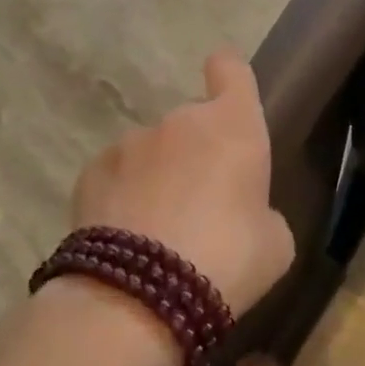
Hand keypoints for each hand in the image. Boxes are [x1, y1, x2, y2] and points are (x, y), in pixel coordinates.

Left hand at [70, 49, 294, 317]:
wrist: (139, 296)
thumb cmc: (228, 260)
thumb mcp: (274, 243)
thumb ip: (261, 212)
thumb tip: (244, 212)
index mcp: (233, 126)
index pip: (231, 69)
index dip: (230, 75)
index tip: (227, 90)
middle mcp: (179, 122)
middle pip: (192, 122)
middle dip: (197, 152)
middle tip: (202, 204)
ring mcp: (129, 144)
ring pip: (152, 152)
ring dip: (159, 176)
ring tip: (159, 232)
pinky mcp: (90, 172)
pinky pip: (117, 176)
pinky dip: (123, 196)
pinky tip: (126, 238)